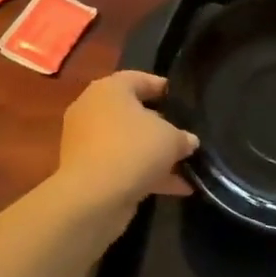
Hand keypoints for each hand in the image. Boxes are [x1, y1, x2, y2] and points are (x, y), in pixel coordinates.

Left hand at [53, 71, 197, 216]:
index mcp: (109, 90)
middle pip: (132, 113)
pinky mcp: (88, 171)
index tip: (183, 100)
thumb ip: (183, 137)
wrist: (92, 198)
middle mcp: (93, 110)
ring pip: (128, 143)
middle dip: (161, 126)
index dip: (163, 87)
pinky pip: (122, 166)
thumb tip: (188, 141)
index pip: (139, 79)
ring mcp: (87, 142)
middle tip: (185, 135)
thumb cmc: (132, 150)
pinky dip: (147, 174)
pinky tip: (178, 189)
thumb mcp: (171, 138)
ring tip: (187, 166)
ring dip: (156, 155)